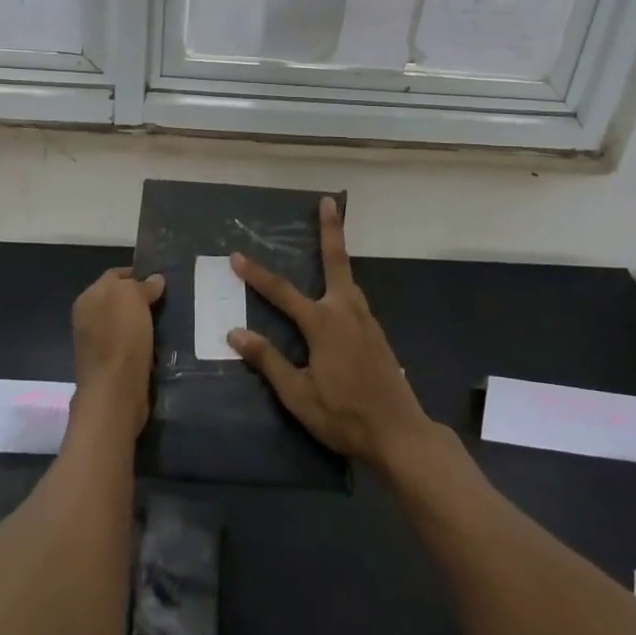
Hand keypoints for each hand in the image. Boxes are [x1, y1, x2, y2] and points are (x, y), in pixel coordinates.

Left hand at [71, 267, 164, 429]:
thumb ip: (142, 285)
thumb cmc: (122, 337)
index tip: (161, 281)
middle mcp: (88, 318)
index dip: (138, 274)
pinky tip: (159, 345)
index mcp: (88, 298)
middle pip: (120, 300)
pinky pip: (129, 345)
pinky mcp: (109, 366)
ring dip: (144, 323)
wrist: (115, 392)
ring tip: (167, 323)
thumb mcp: (133, 298)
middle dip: (142, 299)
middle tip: (167, 302)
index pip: (115, 275)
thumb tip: (154, 280)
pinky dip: (143, 343)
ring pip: (126, 323)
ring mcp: (97, 343)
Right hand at [229, 199, 433, 471]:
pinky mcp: (377, 333)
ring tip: (329, 238)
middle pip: (336, 260)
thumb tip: (235, 333)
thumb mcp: (298, 395)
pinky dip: (344, 283)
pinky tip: (337, 296)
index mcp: (323, 323)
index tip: (237, 257)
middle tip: (328, 201)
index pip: (282, 292)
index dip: (257, 275)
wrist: (399, 433)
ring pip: (349, 278)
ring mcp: (366, 320)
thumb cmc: (344, 415)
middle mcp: (346, 311)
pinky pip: (355, 298)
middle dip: (331, 229)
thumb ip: (268, 361)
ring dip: (338, 255)